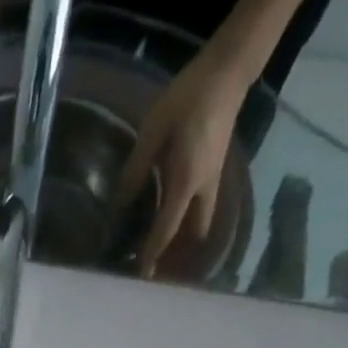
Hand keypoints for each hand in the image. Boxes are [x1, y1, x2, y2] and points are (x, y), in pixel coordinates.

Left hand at [118, 48, 250, 278]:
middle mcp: (203, 190)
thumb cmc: (188, 97)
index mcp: (185, 182)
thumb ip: (136, 170)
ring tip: (164, 259)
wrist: (228, 72)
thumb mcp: (153, 132)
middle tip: (155, 272)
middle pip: (192, 238)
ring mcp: (213, 183)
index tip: (143, 275)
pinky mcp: (214, 175)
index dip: (153, 253)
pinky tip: (174, 231)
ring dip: (185, 247)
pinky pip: (202, 213)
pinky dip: (189, 229)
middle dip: (177, 259)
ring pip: (200, 228)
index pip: (167, 229)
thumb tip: (120, 205)